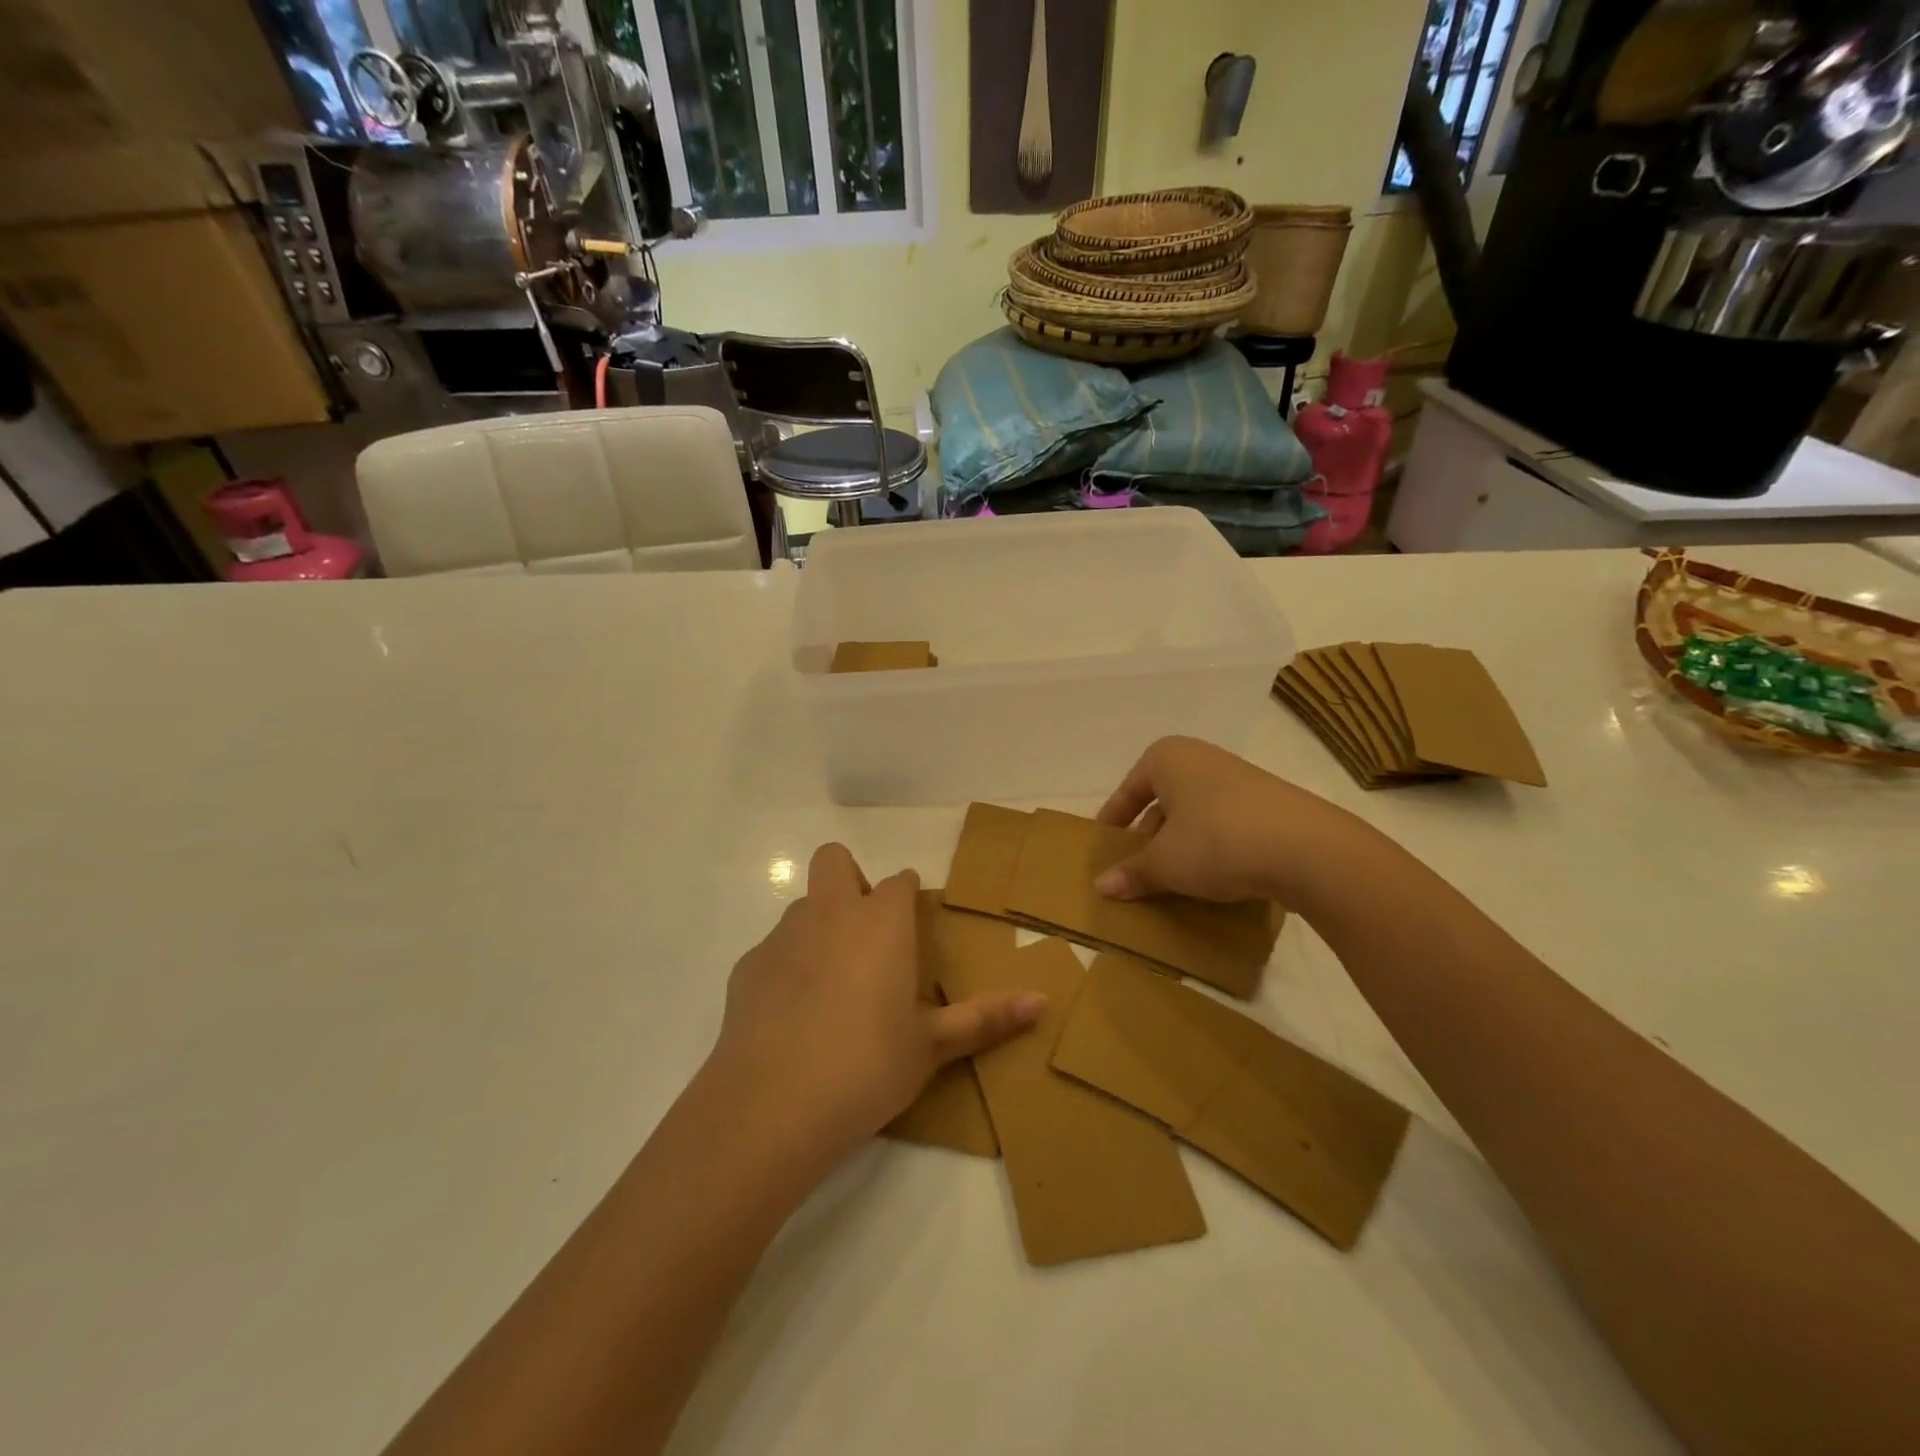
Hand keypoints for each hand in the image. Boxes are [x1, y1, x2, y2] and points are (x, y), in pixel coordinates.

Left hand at [708, 844, 1043, 1162]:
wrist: (774, 1105)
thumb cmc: (869, 1064)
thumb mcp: (933, 1046)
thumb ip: (986, 1018)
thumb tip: (1042, 1002)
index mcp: (880, 920)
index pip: (899, 882)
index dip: (908, 898)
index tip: (913, 929)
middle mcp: (830, 913)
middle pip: (834, 860)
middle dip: (850, 881)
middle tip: (866, 936)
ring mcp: (782, 936)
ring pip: (804, 907)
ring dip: (820, 927)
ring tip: (833, 987)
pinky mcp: (747, 968)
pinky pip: (774, 951)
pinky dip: (788, 968)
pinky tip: (793, 1018)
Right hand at [1094, 736, 1355, 905]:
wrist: (1307, 849)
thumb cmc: (1216, 841)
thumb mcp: (1165, 863)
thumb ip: (1132, 873)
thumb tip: (1101, 887)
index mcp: (1168, 758)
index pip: (1129, 789)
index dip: (1114, 818)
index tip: (1104, 844)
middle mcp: (1203, 758)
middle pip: (1163, 799)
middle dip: (1149, 834)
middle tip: (1138, 866)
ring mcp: (1241, 779)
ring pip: (1196, 813)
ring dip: (1182, 844)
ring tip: (1174, 878)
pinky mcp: (1271, 805)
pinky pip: (1227, 825)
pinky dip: (1213, 848)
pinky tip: (1213, 878)